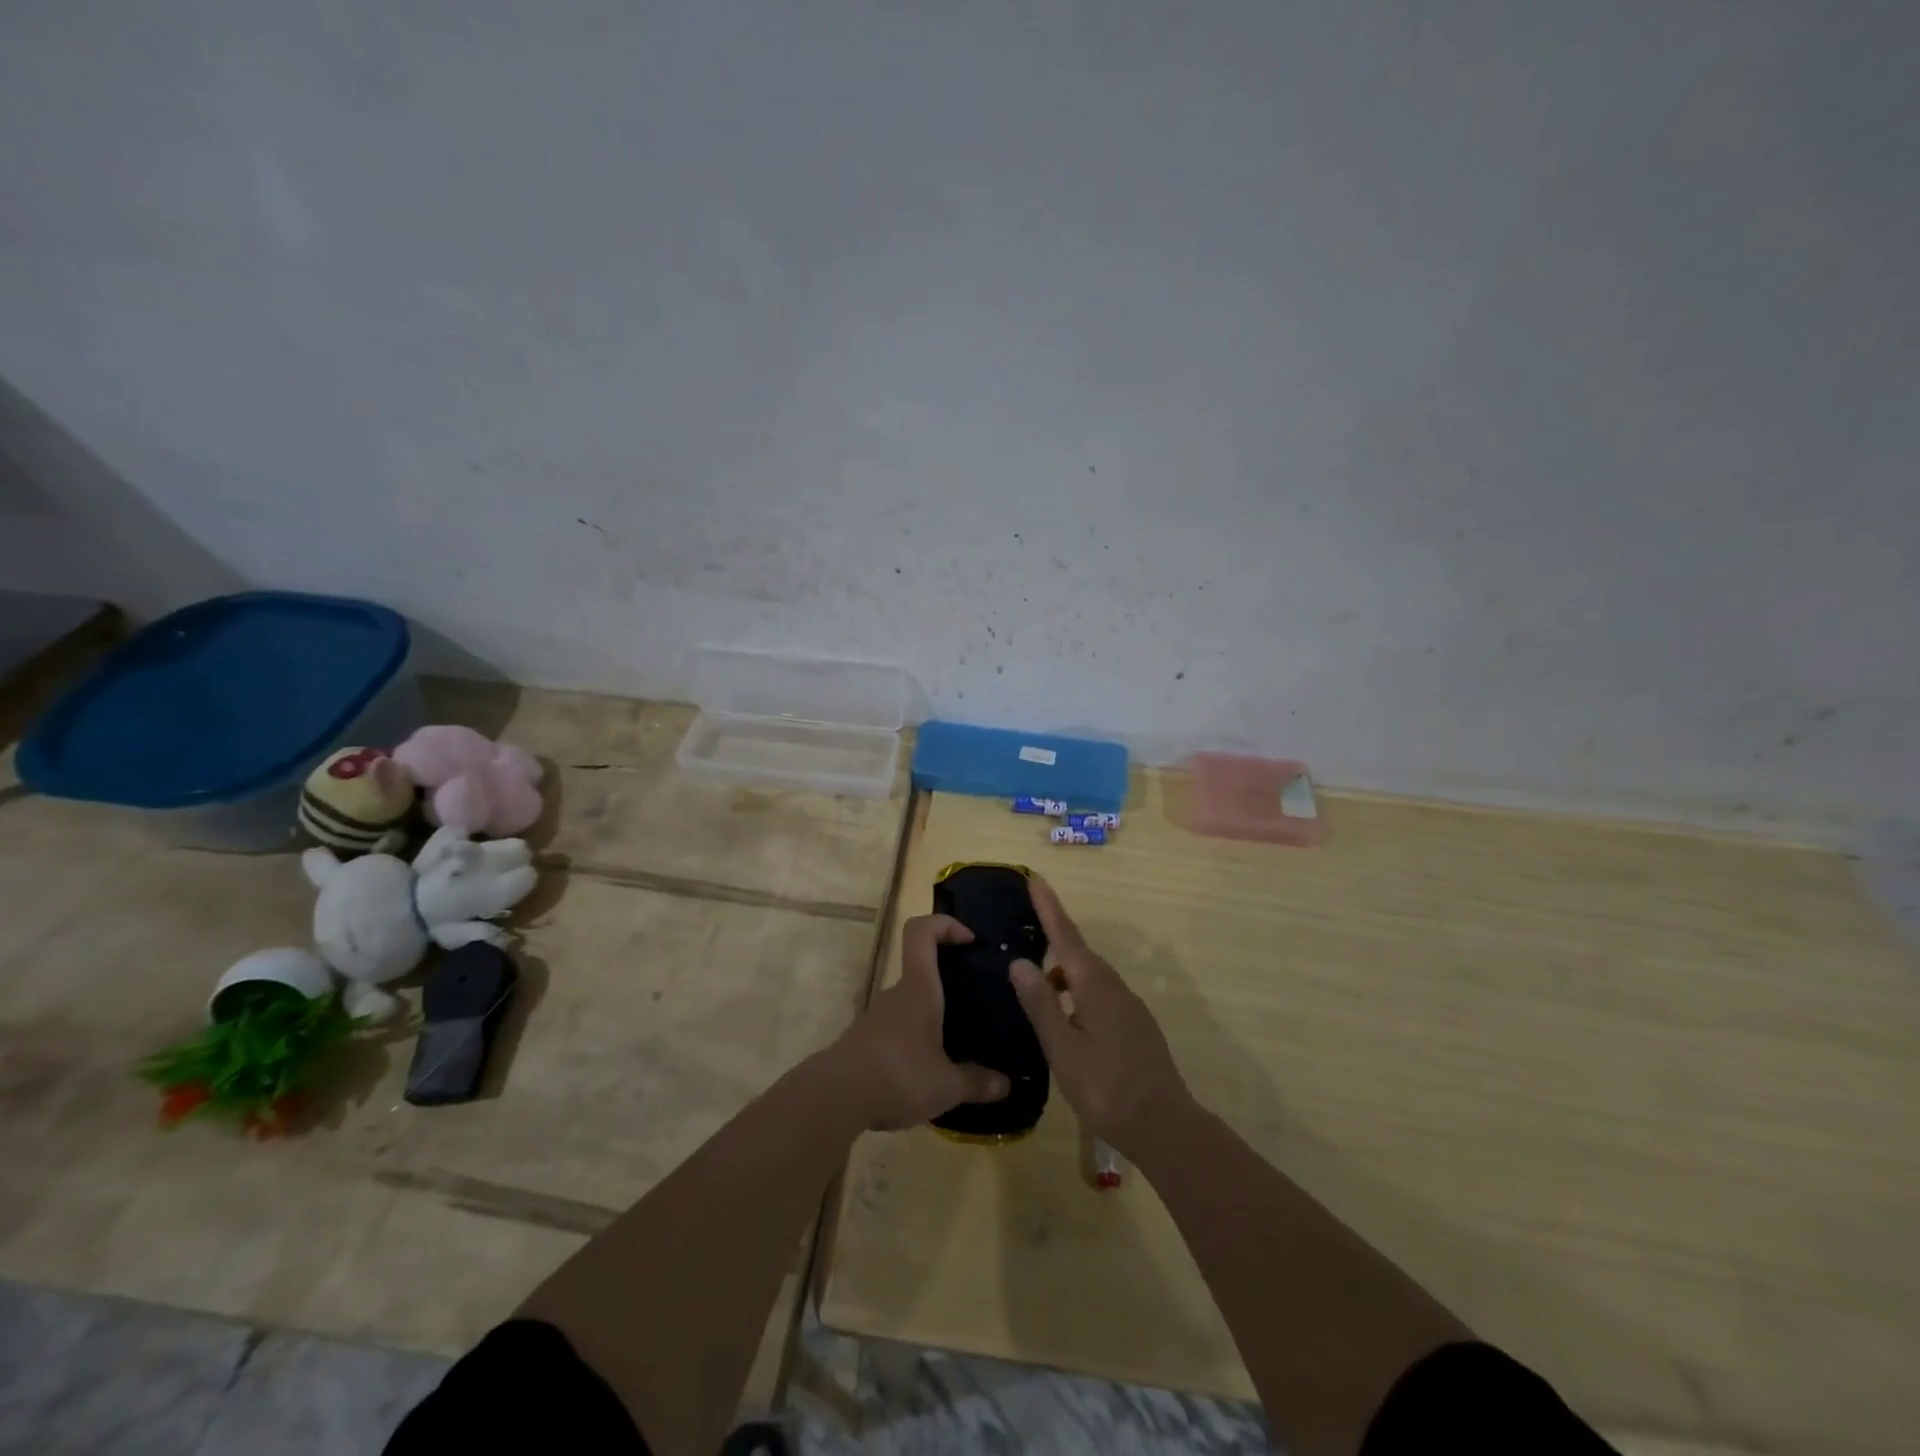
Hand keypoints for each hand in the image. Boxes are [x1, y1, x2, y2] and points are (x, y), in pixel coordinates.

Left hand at [831, 914, 1010, 1130]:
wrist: (833, 1098)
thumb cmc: (896, 1075)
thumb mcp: (945, 1086)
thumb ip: (977, 1083)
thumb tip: (1006, 1084)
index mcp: (918, 989)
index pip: (921, 932)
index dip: (945, 924)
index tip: (969, 940)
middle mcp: (896, 994)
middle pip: (920, 970)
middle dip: (947, 981)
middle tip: (975, 1004)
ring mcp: (876, 1016)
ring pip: (909, 1003)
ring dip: (930, 1016)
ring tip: (956, 1045)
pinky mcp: (864, 1040)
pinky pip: (896, 1029)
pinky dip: (913, 1040)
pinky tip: (926, 1071)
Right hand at [1009, 877, 1192, 1157]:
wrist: (1164, 1126)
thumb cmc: (1106, 1088)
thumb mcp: (1063, 1049)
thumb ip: (1040, 1005)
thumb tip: (1019, 962)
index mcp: (1094, 986)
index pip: (1065, 936)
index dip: (1049, 907)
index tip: (1034, 878)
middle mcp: (1114, 987)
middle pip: (1078, 951)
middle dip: (1053, 933)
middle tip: (1026, 924)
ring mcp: (1128, 1006)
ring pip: (1089, 975)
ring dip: (1062, 969)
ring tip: (1036, 979)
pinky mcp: (1134, 1025)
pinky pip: (1099, 993)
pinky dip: (1076, 990)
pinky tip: (1064, 1013)